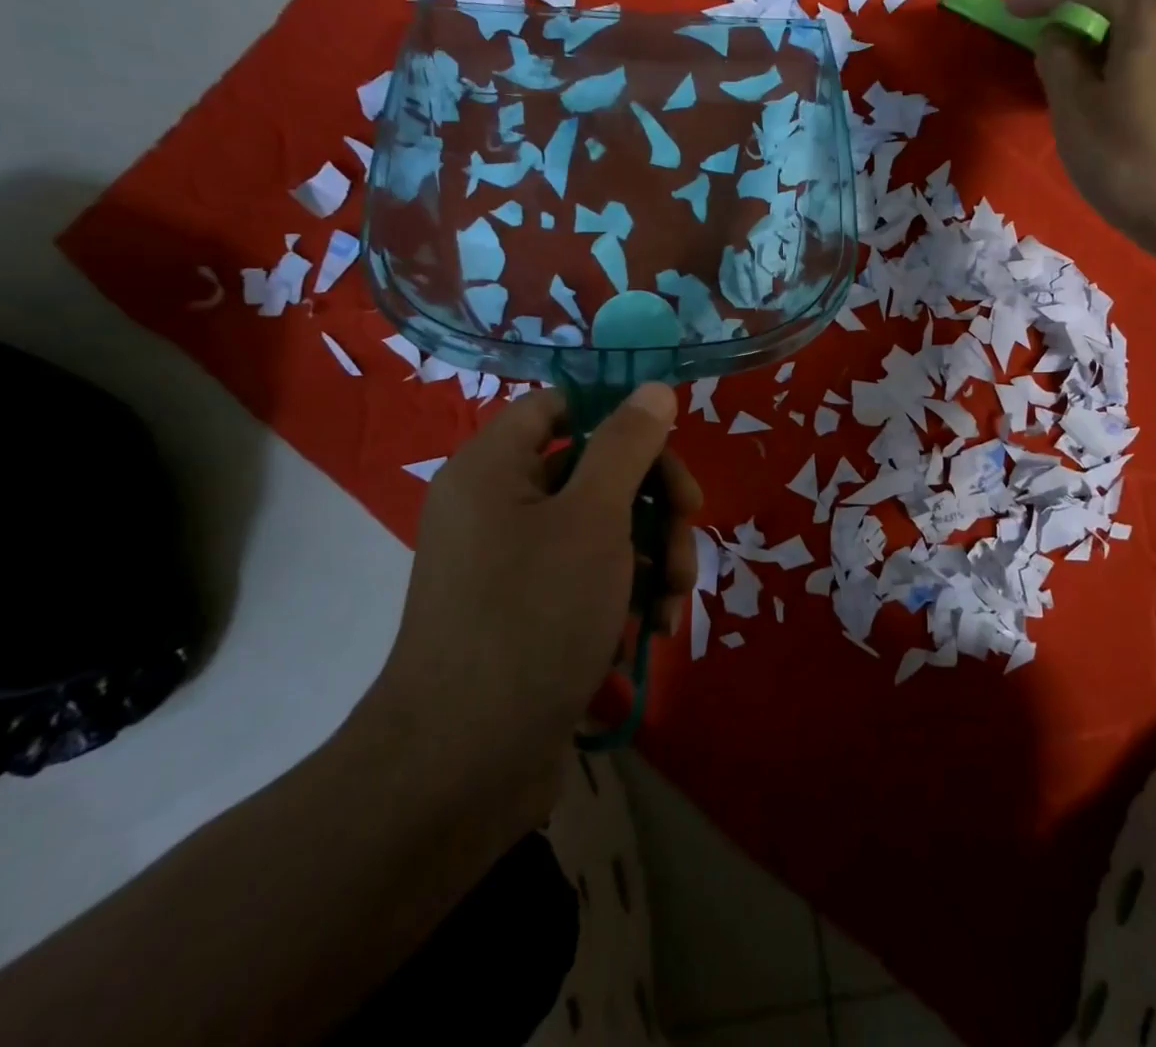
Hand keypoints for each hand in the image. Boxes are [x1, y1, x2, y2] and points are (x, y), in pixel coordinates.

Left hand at [364, 383, 700, 801]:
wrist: (463, 767)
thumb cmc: (533, 617)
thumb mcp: (595, 519)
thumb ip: (628, 445)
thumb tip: (653, 389)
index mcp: (494, 467)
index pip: (562, 405)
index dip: (619, 415)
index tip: (671, 445)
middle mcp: (498, 506)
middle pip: (594, 468)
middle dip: (654, 498)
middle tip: (692, 524)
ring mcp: (513, 563)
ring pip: (602, 527)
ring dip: (653, 553)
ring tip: (675, 598)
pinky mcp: (531, 612)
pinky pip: (589, 576)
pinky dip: (628, 592)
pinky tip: (654, 628)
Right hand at [1008, 0, 1155, 241]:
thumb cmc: (1131, 159)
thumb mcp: (1074, 111)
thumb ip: (1057, 62)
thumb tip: (1058, 38)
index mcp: (1151, 11)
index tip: (1008, 10)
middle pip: (1119, 4)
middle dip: (1077, 21)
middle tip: (1041, 49)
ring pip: (1141, 32)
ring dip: (1104, 45)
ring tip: (1074, 78)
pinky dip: (1128, 63)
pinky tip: (1111, 94)